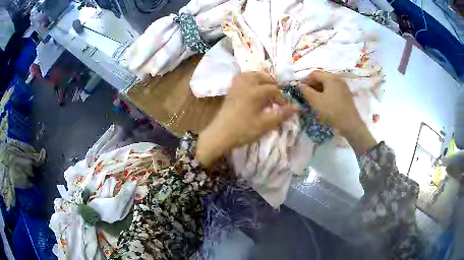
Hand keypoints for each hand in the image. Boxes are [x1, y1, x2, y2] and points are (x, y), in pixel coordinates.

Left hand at [197, 71, 296, 165]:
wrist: (220, 134)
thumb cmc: (243, 130)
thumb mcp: (265, 124)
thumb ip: (281, 115)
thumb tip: (296, 108)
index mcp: (255, 91)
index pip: (273, 90)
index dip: (281, 98)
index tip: (285, 108)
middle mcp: (246, 84)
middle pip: (262, 76)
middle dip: (272, 83)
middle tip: (277, 95)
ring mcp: (236, 86)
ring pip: (251, 74)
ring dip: (261, 78)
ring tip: (266, 87)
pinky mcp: (230, 90)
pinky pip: (241, 77)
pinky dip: (249, 78)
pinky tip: (251, 86)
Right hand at [299, 71, 376, 154]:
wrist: (350, 124)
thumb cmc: (331, 111)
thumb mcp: (315, 101)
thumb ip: (305, 91)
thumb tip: (299, 85)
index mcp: (330, 77)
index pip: (314, 74)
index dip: (305, 80)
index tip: (299, 89)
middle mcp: (338, 78)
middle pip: (321, 78)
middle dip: (312, 85)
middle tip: (305, 95)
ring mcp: (343, 86)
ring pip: (327, 84)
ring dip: (319, 90)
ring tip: (313, 99)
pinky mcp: (346, 94)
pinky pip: (333, 90)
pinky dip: (326, 93)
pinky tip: (323, 102)